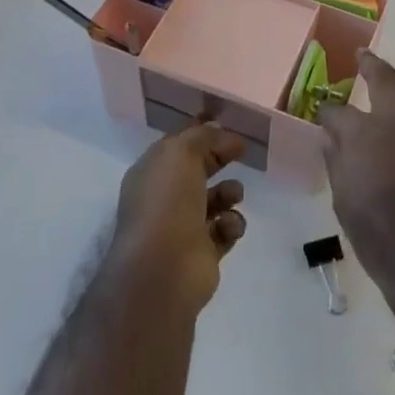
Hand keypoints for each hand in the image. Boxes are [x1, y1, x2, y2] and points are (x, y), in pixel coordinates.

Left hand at [105, 123, 247, 317]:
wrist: (164, 270)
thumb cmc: (167, 203)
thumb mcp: (181, 153)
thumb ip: (203, 137)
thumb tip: (220, 133)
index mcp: (152, 172)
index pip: (178, 144)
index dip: (202, 132)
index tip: (229, 123)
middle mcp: (165, 198)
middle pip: (198, 169)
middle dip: (219, 159)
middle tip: (242, 151)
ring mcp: (183, 226)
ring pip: (215, 199)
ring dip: (230, 192)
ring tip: (233, 195)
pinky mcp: (203, 252)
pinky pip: (226, 230)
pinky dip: (232, 224)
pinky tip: (228, 226)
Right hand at [321, 43, 394, 298]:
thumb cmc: (381, 238)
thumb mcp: (344, 202)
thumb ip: (338, 163)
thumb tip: (332, 139)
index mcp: (362, 134)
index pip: (337, 112)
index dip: (328, 112)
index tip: (325, 114)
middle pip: (382, 77)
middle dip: (369, 63)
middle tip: (364, 55)